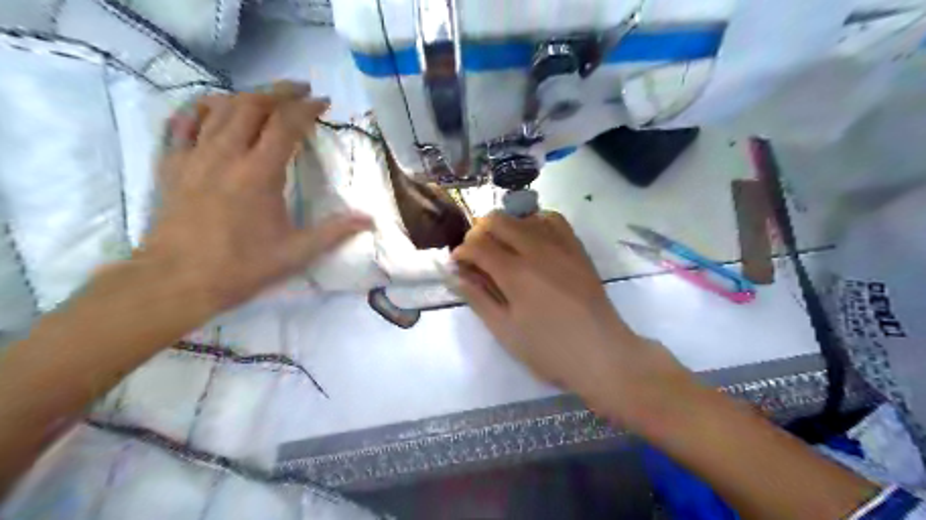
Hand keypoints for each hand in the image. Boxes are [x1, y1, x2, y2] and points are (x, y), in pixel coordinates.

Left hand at [138, 84, 370, 311]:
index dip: (307, 108)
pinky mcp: (172, 164)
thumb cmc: (241, 267)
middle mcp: (226, 155)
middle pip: (252, 105)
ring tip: (267, 96)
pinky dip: (202, 106)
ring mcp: (194, 156)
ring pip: (219, 108)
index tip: (323, 102)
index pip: (285, 125)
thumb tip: (369, 220)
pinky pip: (183, 121)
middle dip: (280, 92)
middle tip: (301, 90)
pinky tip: (214, 105)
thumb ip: (335, 232)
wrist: (177, 281)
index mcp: (259, 174)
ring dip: (247, 95)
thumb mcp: (296, 253)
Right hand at [451, 209, 650, 395]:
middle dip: (479, 233)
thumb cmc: (548, 349)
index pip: (477, 244)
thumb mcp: (504, 330)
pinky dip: (535, 222)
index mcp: (515, 273)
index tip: (458, 265)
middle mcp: (536, 249)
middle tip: (478, 256)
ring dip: (506, 228)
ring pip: (523, 215)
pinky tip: (532, 240)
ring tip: (504, 250)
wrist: (601, 353)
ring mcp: (560, 245)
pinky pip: (553, 219)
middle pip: (497, 219)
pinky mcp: (577, 248)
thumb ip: (477, 297)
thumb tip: (455, 274)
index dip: (461, 251)